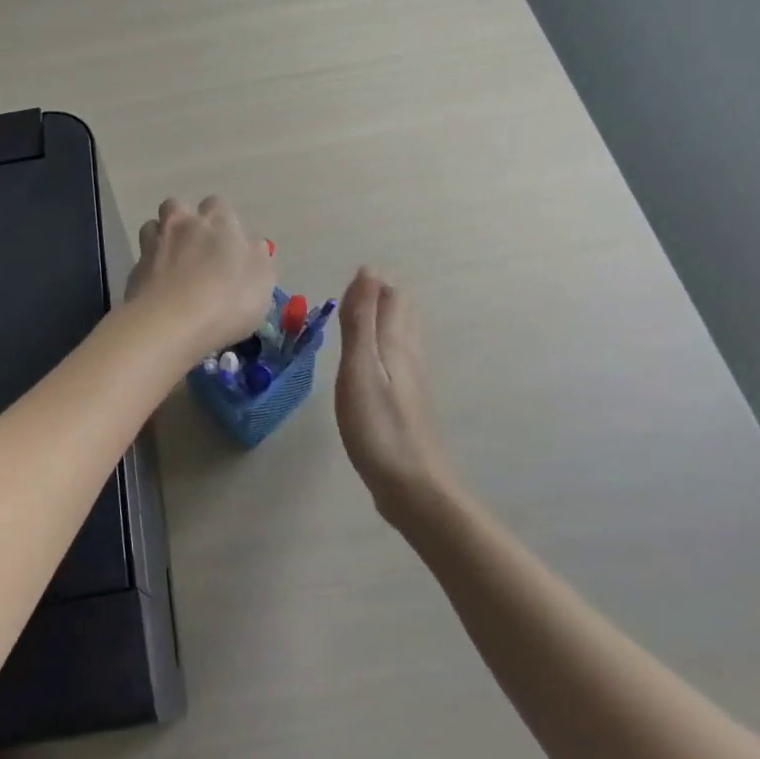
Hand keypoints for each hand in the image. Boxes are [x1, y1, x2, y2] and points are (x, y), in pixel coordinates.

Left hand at [128, 197, 276, 357]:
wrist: (170, 324)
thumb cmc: (227, 300)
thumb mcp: (262, 282)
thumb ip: (258, 259)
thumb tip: (253, 246)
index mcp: (217, 221)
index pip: (217, 205)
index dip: (222, 221)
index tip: (228, 243)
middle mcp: (182, 224)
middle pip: (176, 206)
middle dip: (183, 220)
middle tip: (195, 247)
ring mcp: (153, 245)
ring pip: (152, 227)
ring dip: (161, 238)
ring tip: (172, 263)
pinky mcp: (134, 270)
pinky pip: (142, 260)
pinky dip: (149, 269)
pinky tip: (159, 289)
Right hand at [336, 268, 456, 526]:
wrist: (413, 487)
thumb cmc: (379, 427)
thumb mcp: (360, 369)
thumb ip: (362, 321)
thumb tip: (368, 271)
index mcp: (397, 344)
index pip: (391, 298)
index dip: (371, 285)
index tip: (346, 283)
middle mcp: (410, 356)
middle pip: (402, 314)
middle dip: (380, 297)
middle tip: (352, 295)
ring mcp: (412, 382)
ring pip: (402, 337)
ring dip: (383, 321)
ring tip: (359, 318)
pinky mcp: (408, 405)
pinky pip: (398, 360)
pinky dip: (383, 347)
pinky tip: (371, 364)